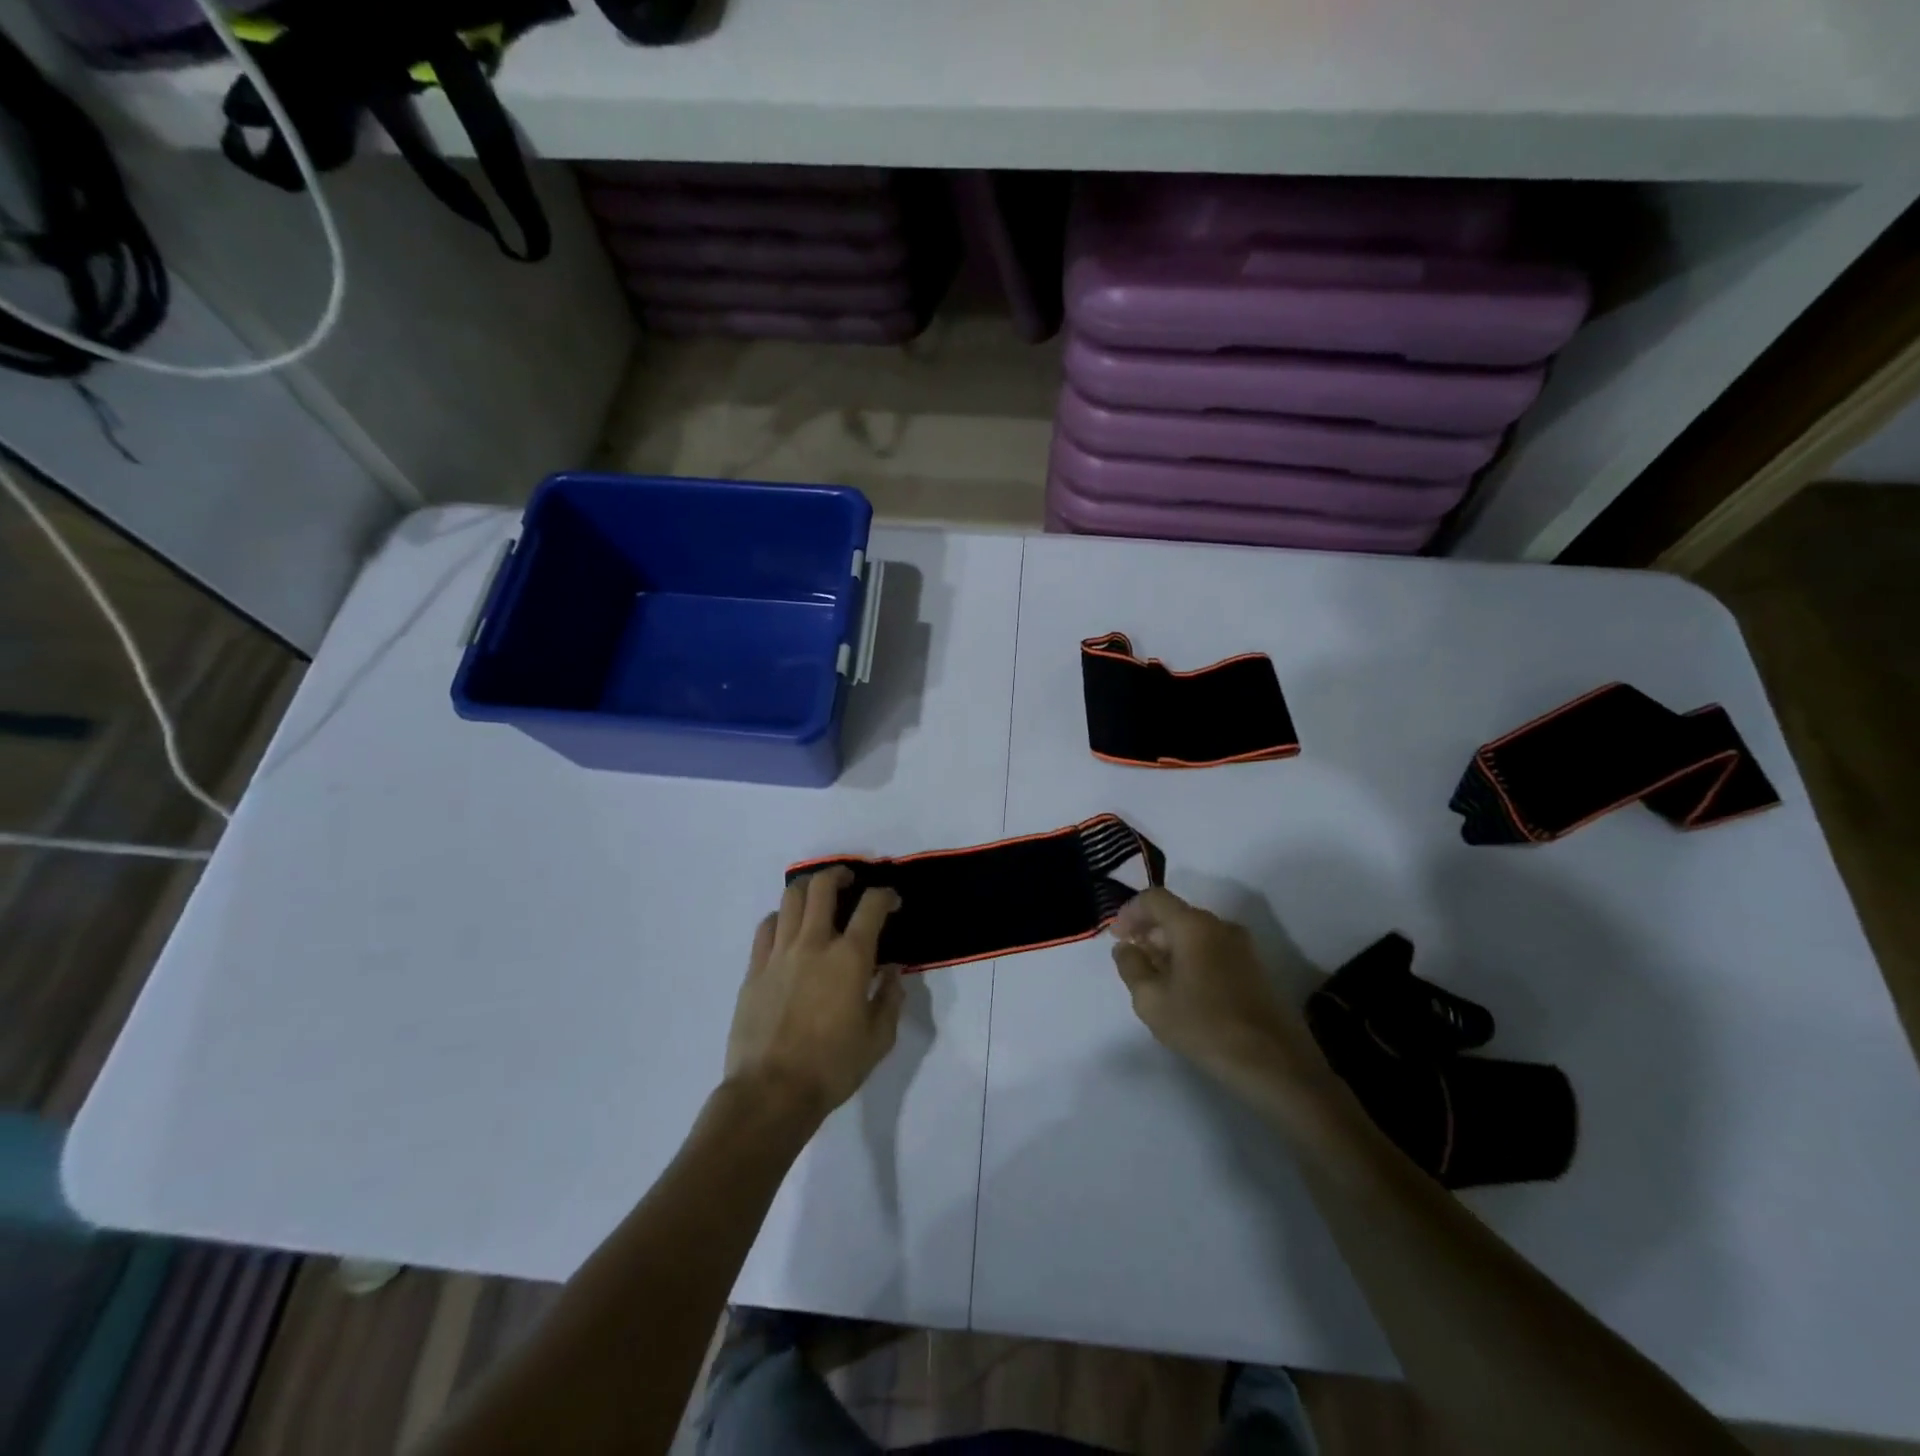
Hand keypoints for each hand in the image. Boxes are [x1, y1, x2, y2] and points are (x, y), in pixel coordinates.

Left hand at [725, 867, 905, 1123]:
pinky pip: (766, 926)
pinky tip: (788, 927)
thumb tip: (893, 970)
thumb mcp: (879, 1038)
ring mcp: (779, 953)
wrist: (771, 1093)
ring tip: (819, 896)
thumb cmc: (832, 1067)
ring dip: (809, 889)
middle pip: (823, 886)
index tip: (892, 901)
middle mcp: (814, 944)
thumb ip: (890, 997)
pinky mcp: (755, 969)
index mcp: (850, 958)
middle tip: (850, 881)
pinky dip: (781, 917)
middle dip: (840, 874)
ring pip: (791, 899)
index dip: (885, 895)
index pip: (871, 906)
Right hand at [1111, 888, 1323, 1092]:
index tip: (1116, 937)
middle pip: (1176, 914)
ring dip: (1170, 946)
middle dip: (1149, 930)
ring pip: (1195, 932)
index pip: (1154, 899)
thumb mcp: (1151, 1000)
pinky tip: (1185, 989)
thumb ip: (1131, 966)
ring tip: (1156, 977)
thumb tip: (1126, 947)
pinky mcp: (1255, 968)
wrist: (1274, 1063)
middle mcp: (1220, 925)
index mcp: (1193, 925)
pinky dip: (1191, 957)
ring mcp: (1243, 946)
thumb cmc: (1204, 1026)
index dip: (1129, 912)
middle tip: (1133, 958)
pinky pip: (1213, 948)